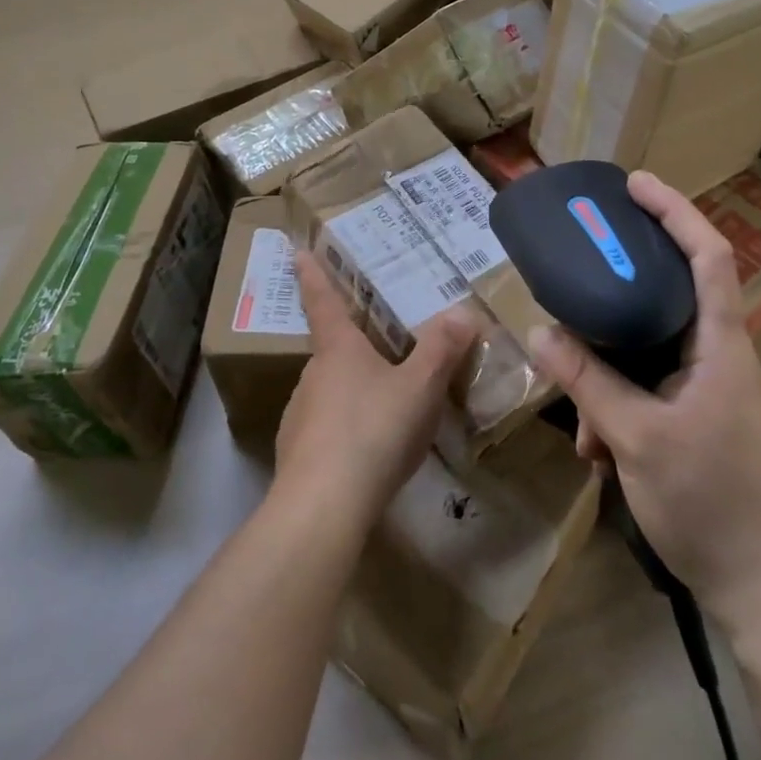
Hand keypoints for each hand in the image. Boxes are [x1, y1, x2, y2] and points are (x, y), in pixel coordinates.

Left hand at [274, 251, 476, 524]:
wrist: (323, 508)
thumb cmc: (373, 432)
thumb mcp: (419, 388)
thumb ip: (442, 350)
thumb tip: (464, 311)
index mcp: (338, 349)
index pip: (323, 301)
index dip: (313, 274)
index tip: (296, 250)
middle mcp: (312, 375)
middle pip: (331, 351)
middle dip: (351, 348)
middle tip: (378, 349)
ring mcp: (299, 416)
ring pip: (329, 392)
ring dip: (351, 393)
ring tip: (383, 408)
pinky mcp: (297, 455)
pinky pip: (325, 431)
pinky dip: (344, 432)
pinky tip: (367, 454)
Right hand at [526, 171, 760, 631]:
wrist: (760, 587)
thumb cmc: (711, 501)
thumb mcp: (637, 437)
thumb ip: (587, 381)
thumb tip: (539, 332)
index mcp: (721, 345)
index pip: (709, 256)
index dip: (675, 211)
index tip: (634, 184)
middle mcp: (717, 355)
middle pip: (670, 293)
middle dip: (622, 285)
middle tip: (580, 263)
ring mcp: (707, 388)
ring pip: (648, 350)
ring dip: (608, 371)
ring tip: (580, 416)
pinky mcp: (694, 416)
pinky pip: (646, 387)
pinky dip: (616, 406)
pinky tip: (596, 448)